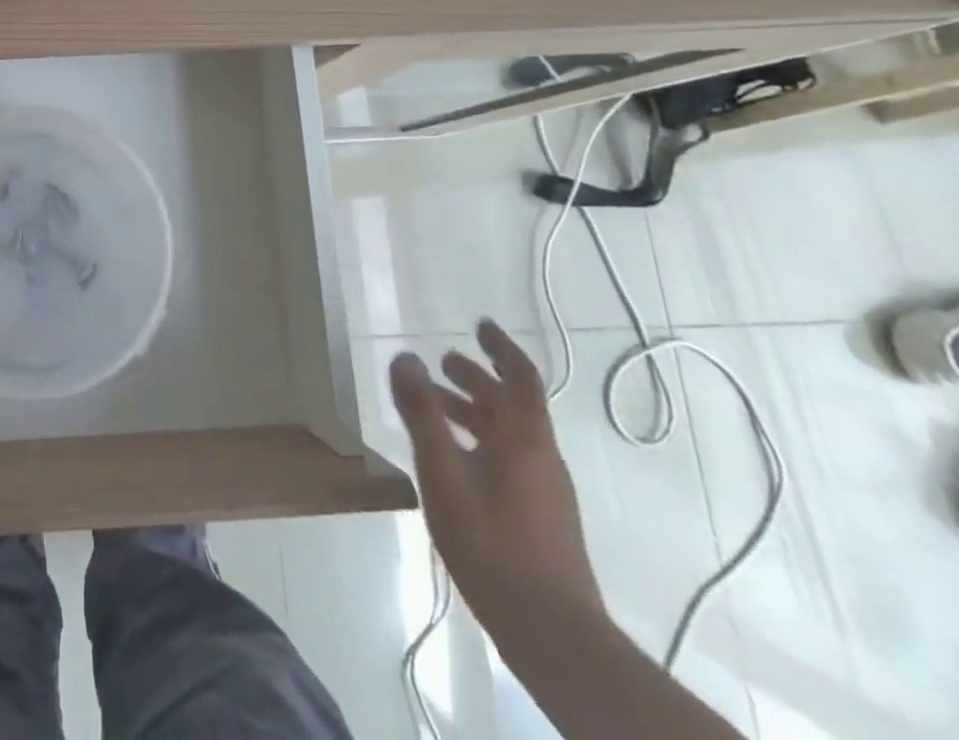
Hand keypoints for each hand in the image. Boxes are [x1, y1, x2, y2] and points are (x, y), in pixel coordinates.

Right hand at [389, 320, 602, 630]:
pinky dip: (480, 440)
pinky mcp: (542, 517)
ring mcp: (546, 489)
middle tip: (442, 363)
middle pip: (512, 403)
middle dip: (477, 377)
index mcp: (523, 437)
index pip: (520, 377)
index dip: (501, 347)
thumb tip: (404, 357)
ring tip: (435, 407)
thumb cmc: (492, 543)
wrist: (553, 634)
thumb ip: (422, 413)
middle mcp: (540, 455)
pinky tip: (453, 460)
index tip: (480, 324)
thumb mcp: (443, 472)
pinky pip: (509, 457)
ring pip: (509, 432)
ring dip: (474, 409)